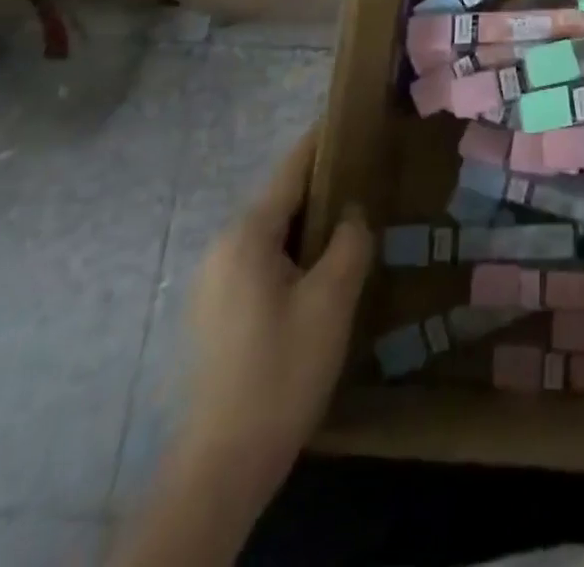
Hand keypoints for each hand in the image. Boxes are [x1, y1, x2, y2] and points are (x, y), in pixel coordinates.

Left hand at [182, 127, 372, 487]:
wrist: (221, 467)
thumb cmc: (281, 370)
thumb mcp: (332, 300)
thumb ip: (349, 242)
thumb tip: (353, 213)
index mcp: (247, 235)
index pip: (291, 169)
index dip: (322, 141)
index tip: (352, 117)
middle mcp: (223, 248)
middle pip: (281, 201)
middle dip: (324, 187)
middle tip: (369, 179)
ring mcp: (214, 283)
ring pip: (273, 235)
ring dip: (311, 226)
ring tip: (353, 224)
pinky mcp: (215, 313)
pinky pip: (261, 262)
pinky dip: (294, 254)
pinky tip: (322, 273)